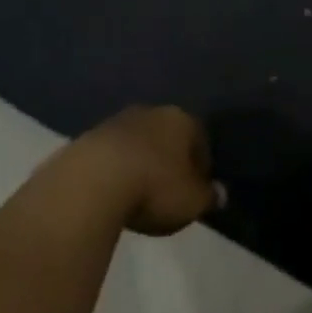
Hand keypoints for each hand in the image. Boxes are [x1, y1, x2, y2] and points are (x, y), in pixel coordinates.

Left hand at [56, 105, 224, 236]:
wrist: (92, 180)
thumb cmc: (154, 187)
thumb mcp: (192, 201)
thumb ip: (209, 196)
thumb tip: (220, 192)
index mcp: (181, 119)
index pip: (200, 138)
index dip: (202, 166)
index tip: (198, 190)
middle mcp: (151, 111)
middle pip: (168, 134)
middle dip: (171, 158)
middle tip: (170, 190)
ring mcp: (118, 120)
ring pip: (140, 140)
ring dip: (142, 160)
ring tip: (140, 191)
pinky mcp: (91, 135)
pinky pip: (114, 152)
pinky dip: (118, 167)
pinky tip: (115, 190)